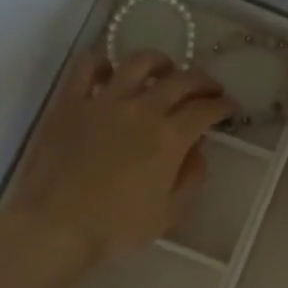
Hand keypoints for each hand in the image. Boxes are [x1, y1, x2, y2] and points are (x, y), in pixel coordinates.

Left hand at [0, 50, 230, 268]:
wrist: (57, 225)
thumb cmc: (117, 227)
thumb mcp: (169, 214)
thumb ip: (192, 178)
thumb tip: (198, 151)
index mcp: (170, 138)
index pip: (205, 110)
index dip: (223, 105)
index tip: (230, 107)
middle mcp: (141, 109)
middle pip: (180, 80)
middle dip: (202, 80)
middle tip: (209, 88)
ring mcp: (104, 101)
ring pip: (138, 63)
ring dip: (159, 62)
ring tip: (166, 69)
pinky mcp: (71, 102)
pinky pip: (87, 67)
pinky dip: (103, 60)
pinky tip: (111, 67)